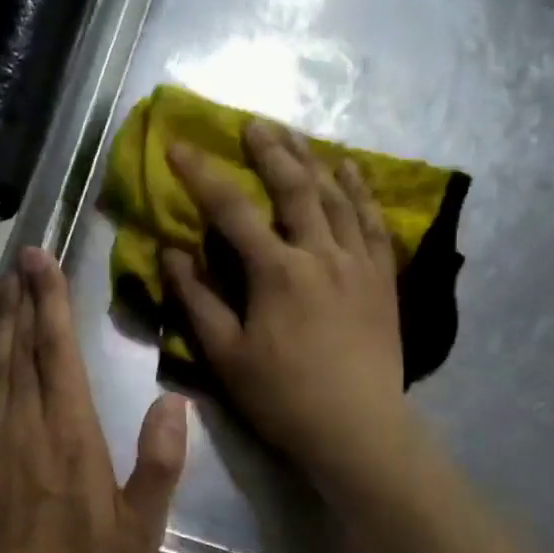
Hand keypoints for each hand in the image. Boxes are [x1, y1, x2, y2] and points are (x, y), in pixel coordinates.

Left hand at [0, 246, 188, 552]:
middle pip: (17, 347)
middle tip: (18, 259)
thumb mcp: (142, 524)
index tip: (42, 261)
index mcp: (70, 434)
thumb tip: (172, 402)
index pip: (56, 352)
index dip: (49, 301)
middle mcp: (24, 426)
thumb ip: (159, 461)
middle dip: (19, 298)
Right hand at [162, 122, 418, 499]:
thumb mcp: (226, 354)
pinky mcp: (383, 278)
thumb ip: (197, 299)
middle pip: (293, 188)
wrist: (358, 428)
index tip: (178, 146)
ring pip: (336, 196)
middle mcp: (320, 254)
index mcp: (276, 272)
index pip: (231, 209)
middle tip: (252, 124)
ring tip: (294, 135)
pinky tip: (350, 170)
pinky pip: (373, 222)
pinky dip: (360, 191)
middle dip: (269, 151)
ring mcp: (358, 263)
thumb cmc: (283, 397)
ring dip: (312, 160)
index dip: (201, 174)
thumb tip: (170, 252)